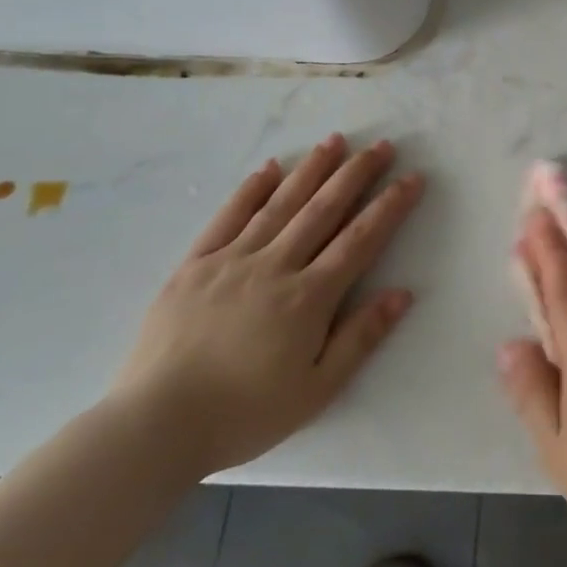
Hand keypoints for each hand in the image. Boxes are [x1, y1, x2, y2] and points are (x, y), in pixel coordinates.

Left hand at [110, 134, 423, 478]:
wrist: (154, 426)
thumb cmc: (244, 414)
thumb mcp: (316, 390)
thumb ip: (361, 338)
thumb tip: (402, 293)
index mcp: (308, 297)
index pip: (360, 239)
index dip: (390, 206)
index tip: (413, 177)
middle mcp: (274, 266)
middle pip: (324, 209)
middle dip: (356, 174)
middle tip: (381, 145)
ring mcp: (231, 261)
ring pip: (280, 204)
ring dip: (311, 169)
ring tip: (334, 141)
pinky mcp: (194, 266)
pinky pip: (227, 217)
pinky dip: (251, 190)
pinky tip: (269, 169)